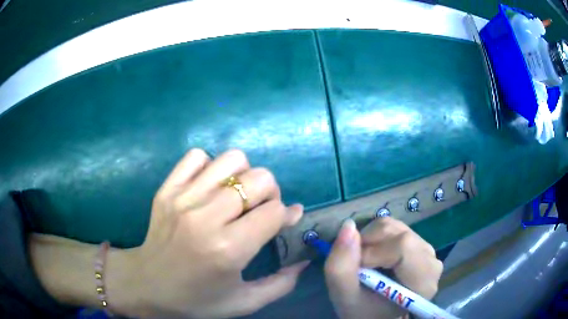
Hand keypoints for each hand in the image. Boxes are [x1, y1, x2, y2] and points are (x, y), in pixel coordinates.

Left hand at [109, 149, 308, 317]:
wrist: (147, 285)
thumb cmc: (197, 300)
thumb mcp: (244, 302)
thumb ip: (281, 284)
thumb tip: (305, 259)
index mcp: (228, 250)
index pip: (274, 211)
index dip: (285, 215)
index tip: (281, 223)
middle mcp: (206, 218)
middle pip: (259, 178)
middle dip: (270, 193)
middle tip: (259, 210)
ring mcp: (183, 198)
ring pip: (231, 160)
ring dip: (243, 175)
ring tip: (236, 196)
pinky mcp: (167, 189)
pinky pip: (197, 157)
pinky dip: (210, 167)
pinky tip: (208, 188)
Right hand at [324, 217, 442, 318]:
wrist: (376, 314)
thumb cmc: (364, 312)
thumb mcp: (344, 296)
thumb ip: (341, 266)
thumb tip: (348, 226)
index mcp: (423, 282)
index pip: (403, 247)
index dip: (373, 253)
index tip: (358, 270)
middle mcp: (431, 261)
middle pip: (399, 234)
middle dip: (369, 244)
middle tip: (358, 266)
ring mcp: (426, 249)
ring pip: (394, 226)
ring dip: (370, 239)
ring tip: (365, 262)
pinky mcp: (418, 242)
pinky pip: (394, 227)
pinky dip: (375, 236)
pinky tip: (374, 255)